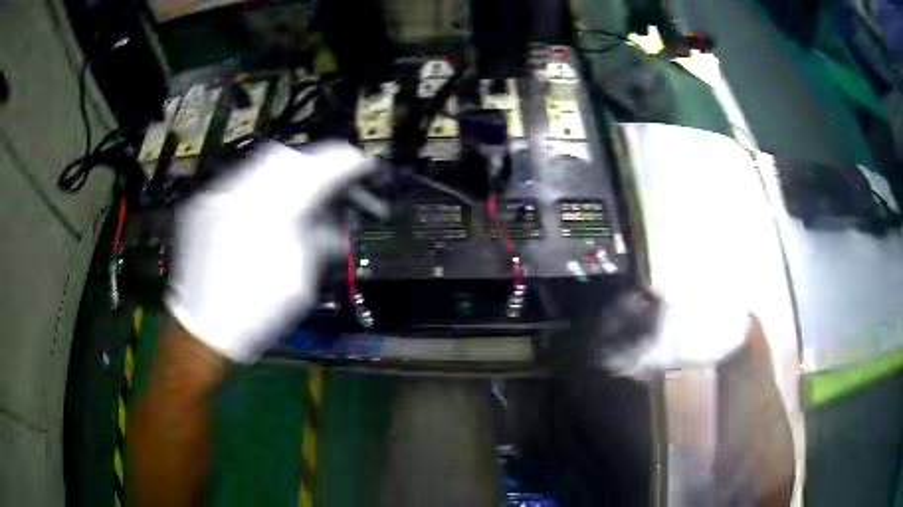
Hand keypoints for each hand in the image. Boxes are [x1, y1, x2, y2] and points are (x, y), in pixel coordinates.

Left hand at [166, 142, 374, 361]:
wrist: (200, 328)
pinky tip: (264, 211)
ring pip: (260, 164)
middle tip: (327, 180)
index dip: (342, 163)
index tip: (360, 164)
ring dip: (286, 173)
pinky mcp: (203, 204)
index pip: (313, 173)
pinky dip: (261, 186)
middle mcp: (237, 196)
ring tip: (298, 194)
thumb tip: (337, 218)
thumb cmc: (253, 313)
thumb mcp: (297, 282)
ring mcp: (215, 197)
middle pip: (284, 157)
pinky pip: (239, 180)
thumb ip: (319, 240)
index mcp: (266, 220)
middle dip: (312, 163)